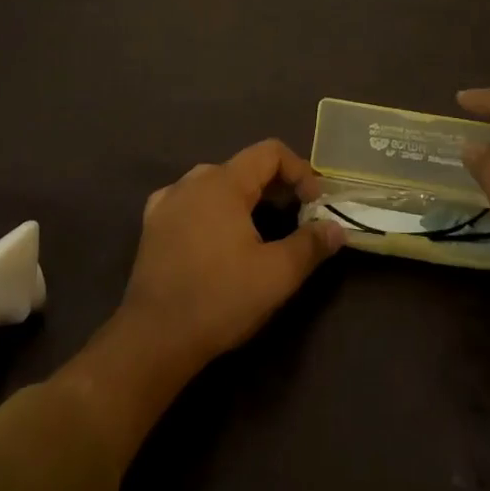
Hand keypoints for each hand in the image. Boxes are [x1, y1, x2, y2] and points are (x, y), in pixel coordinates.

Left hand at [119, 140, 345, 371]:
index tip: (313, 204)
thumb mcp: (276, 275)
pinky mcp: (152, 224)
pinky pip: (190, 201)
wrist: (153, 339)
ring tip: (258, 229)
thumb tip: (337, 228)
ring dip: (243, 198)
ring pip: (216, 183)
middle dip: (274, 186)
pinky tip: (214, 236)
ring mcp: (168, 200)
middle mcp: (194, 179)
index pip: (270, 152)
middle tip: (294, 217)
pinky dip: (211, 210)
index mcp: (224, 182)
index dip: (299, 170)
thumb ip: (310, 245)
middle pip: (244, 167)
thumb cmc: (219, 299)